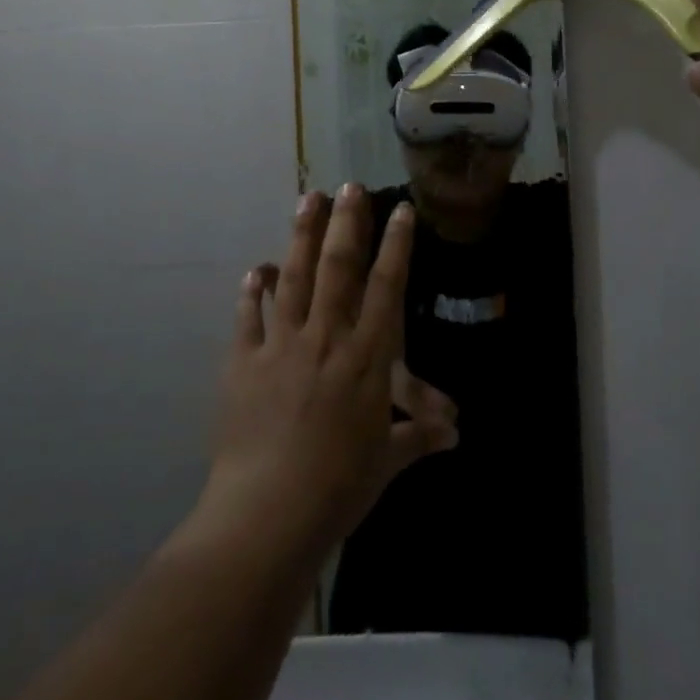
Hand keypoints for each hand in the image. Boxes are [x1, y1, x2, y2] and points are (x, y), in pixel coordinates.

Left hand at [193, 186, 458, 566]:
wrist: (267, 514)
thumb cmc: (338, 488)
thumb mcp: (386, 463)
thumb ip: (418, 437)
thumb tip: (455, 433)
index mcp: (366, 358)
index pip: (387, 288)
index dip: (396, 246)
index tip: (400, 210)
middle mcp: (326, 338)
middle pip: (338, 268)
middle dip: (347, 223)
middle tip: (350, 185)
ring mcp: (281, 346)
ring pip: (294, 278)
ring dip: (301, 236)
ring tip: (307, 199)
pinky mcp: (244, 362)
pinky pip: (248, 317)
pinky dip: (253, 291)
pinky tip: (257, 269)